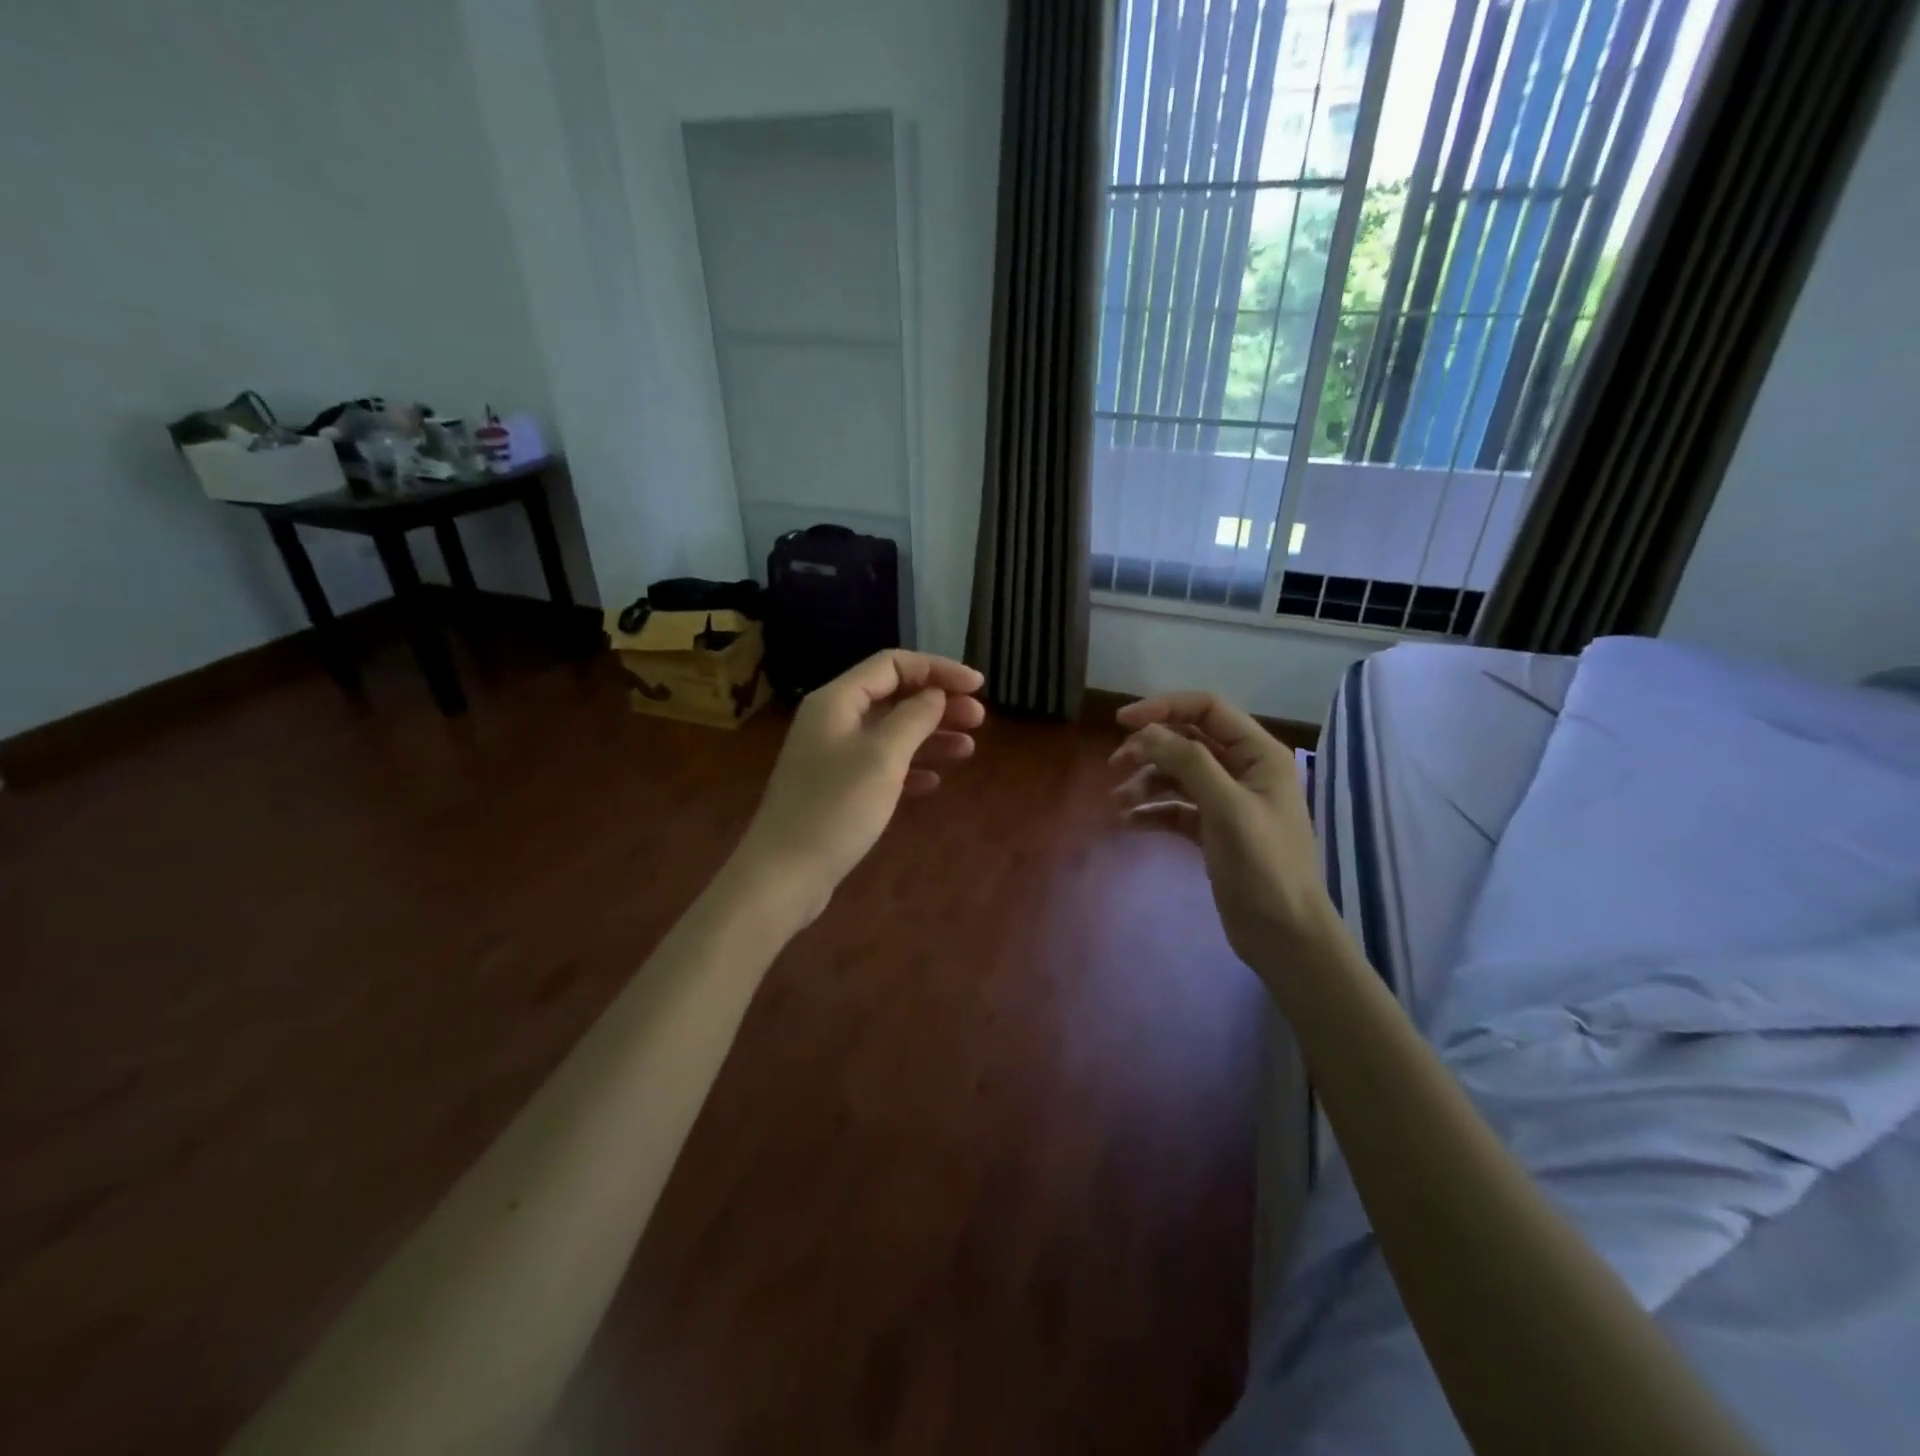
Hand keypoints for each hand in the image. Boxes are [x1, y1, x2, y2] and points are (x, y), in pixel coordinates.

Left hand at [734, 650, 985, 921]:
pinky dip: (911, 768)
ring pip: (891, 733)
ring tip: (968, 748)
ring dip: (931, 736)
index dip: (938, 669)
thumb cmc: (835, 808)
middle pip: (894, 696)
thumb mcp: (882, 757)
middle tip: (979, 719)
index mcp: (837, 701)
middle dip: (938, 703)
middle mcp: (833, 720)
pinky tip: (934, 782)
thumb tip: (935, 694)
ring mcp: (834, 756)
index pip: (893, 664)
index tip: (978, 686)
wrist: (784, 874)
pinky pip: (882, 766)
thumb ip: (914, 718)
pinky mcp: (838, 789)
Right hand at [1111, 693, 1341, 978]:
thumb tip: (1146, 732)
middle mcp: (1243, 769)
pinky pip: (1175, 808)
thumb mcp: (1227, 808)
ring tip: (1118, 803)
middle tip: (1114, 766)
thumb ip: (1189, 763)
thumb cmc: (1264, 866)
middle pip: (1187, 741)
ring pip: (1177, 775)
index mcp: (1258, 754)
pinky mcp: (1212, 830)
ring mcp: (1227, 800)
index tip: (1121, 722)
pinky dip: (1152, 811)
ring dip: (1145, 783)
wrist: (1284, 935)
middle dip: (1149, 749)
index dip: (1163, 708)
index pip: (1207, 709)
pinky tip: (1129, 823)